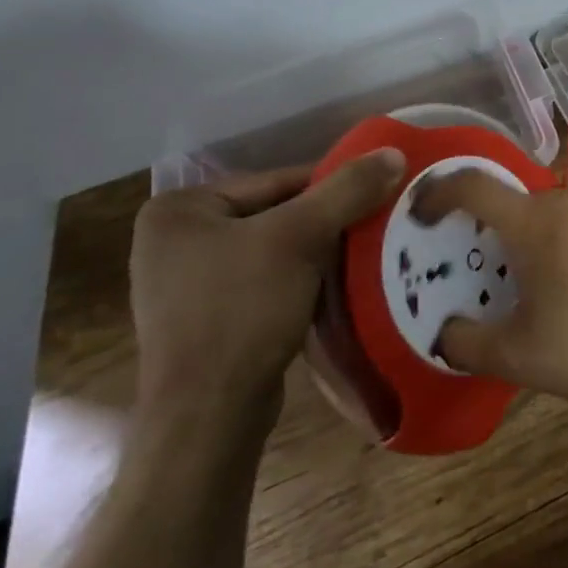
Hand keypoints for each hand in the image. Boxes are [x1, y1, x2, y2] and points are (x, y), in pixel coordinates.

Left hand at [128, 150, 405, 426]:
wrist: (209, 415)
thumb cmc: (242, 311)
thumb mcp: (300, 238)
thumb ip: (347, 190)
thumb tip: (394, 152)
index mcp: (179, 209)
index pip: (276, 181)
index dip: (331, 187)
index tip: (377, 195)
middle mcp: (173, 240)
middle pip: (275, 214)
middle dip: (325, 223)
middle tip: (374, 226)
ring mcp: (186, 283)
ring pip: (273, 249)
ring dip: (317, 253)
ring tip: (362, 256)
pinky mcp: (206, 319)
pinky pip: (265, 281)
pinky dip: (300, 281)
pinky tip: (333, 289)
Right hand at [411, 173, 567, 421]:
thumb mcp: (519, 358)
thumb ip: (466, 341)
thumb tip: (444, 332)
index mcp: (539, 221)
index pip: (474, 185)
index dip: (440, 192)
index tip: (424, 210)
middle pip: (528, 205)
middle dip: (512, 236)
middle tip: (514, 278)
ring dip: (559, 238)